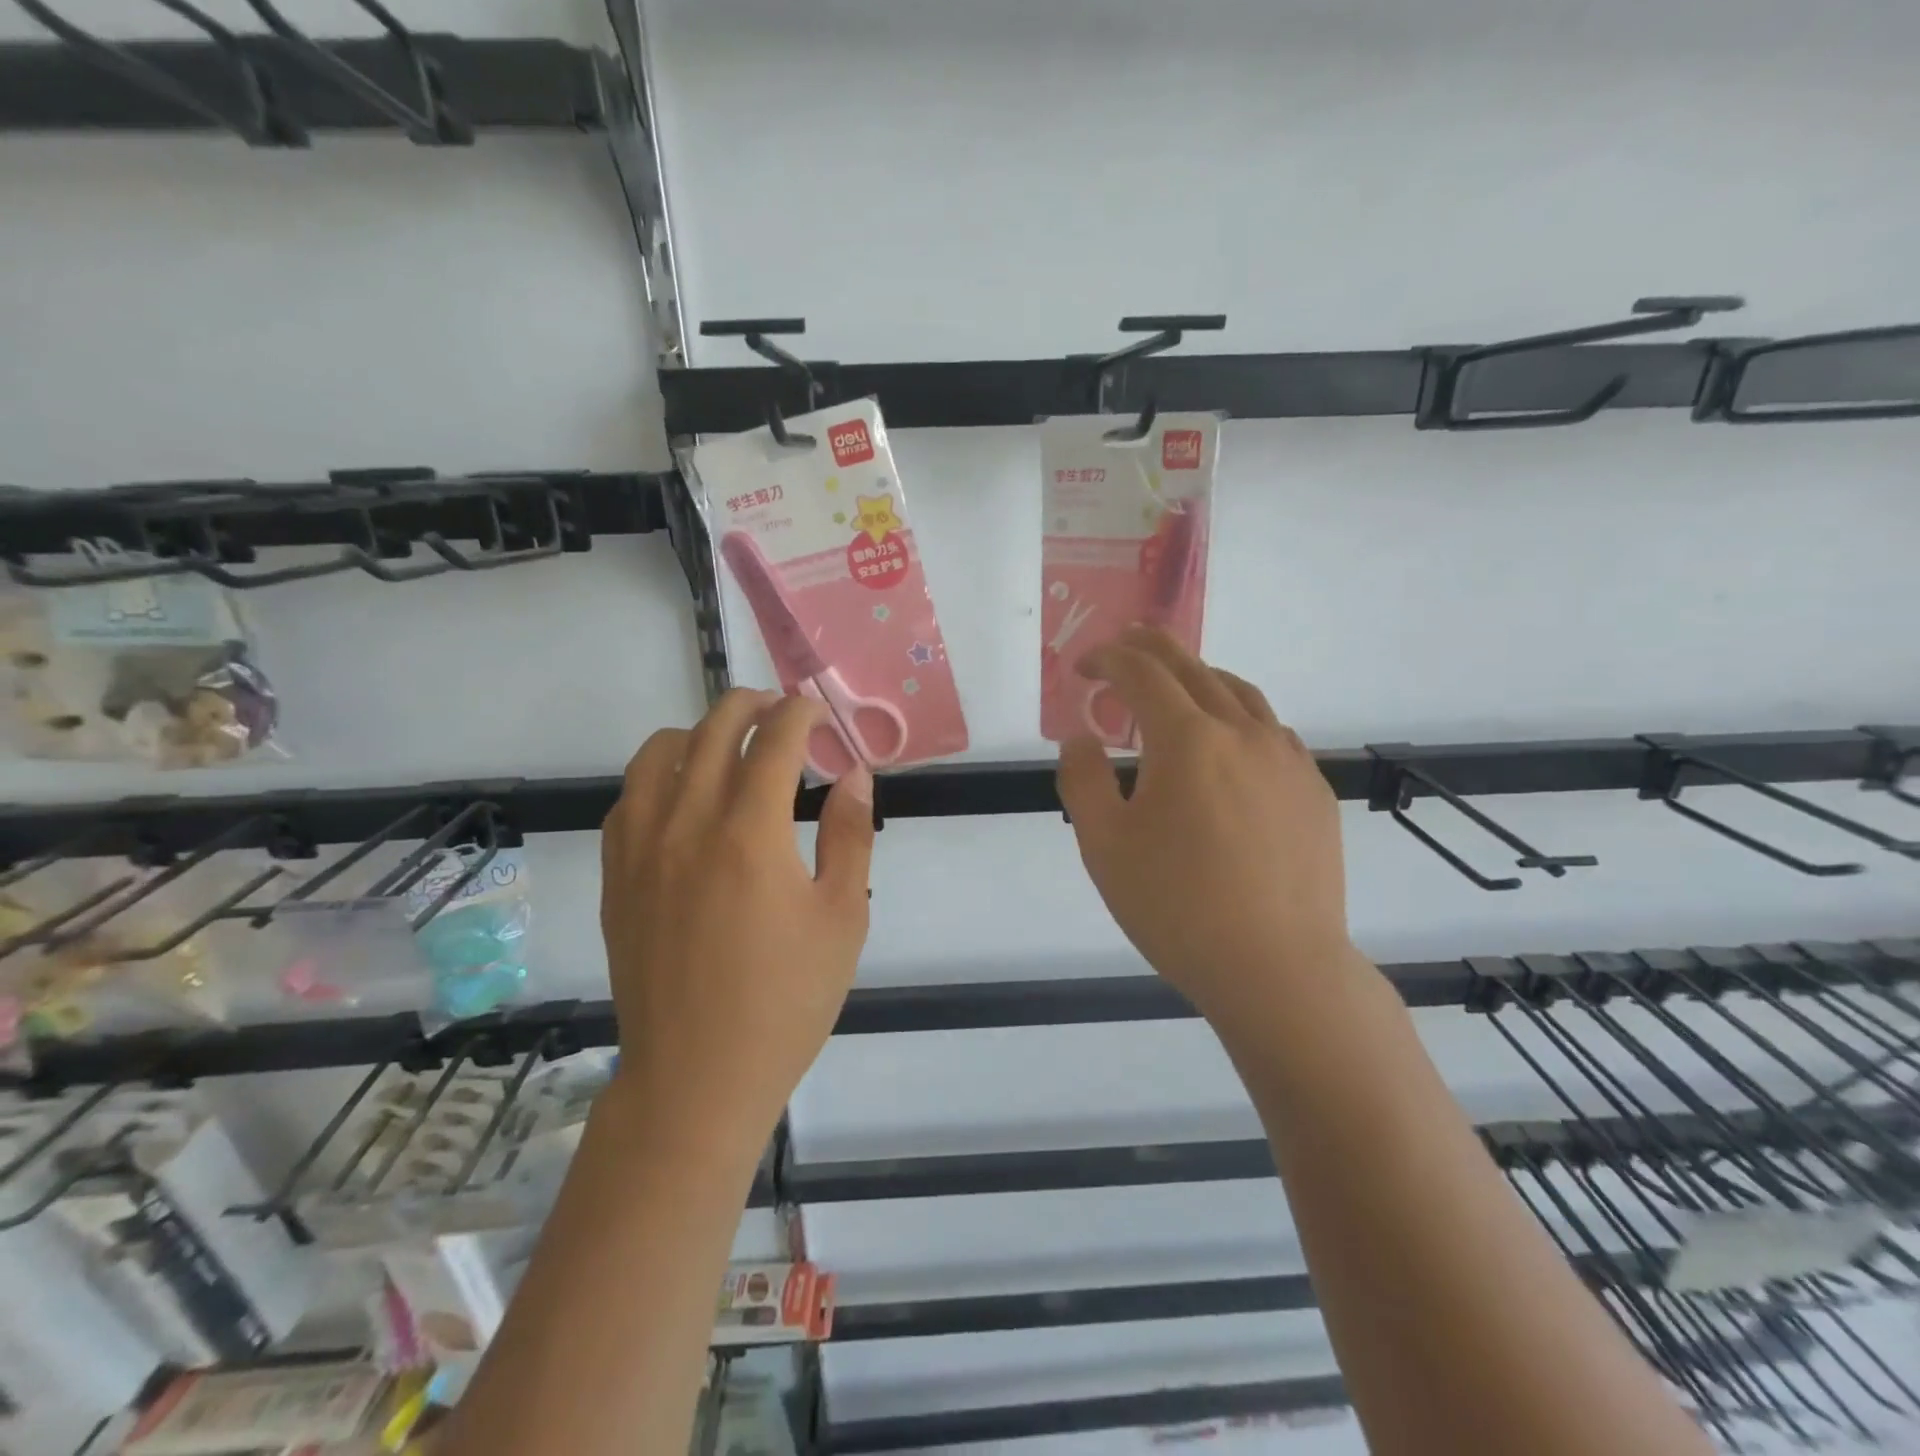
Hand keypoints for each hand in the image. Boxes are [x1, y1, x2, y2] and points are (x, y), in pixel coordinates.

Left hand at [600, 690, 874, 1151]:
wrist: (697, 1076)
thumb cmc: (786, 1000)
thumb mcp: (842, 917)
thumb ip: (850, 835)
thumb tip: (853, 774)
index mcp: (750, 834)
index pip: (773, 741)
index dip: (799, 714)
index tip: (816, 711)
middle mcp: (686, 825)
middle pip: (712, 730)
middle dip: (751, 705)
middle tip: (779, 711)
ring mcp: (641, 849)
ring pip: (658, 753)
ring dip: (699, 732)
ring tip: (729, 746)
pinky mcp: (617, 876)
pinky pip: (629, 798)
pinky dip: (660, 774)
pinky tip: (684, 796)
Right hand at [1057, 628, 1359, 1028]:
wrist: (1277, 968)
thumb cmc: (1176, 907)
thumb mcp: (1103, 845)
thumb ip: (1083, 778)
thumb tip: (1083, 737)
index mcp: (1187, 739)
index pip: (1141, 672)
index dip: (1106, 659)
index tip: (1082, 667)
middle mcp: (1242, 732)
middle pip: (1192, 667)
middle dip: (1150, 648)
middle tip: (1123, 645)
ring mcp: (1287, 758)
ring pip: (1238, 693)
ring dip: (1197, 678)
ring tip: (1173, 689)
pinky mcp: (1313, 789)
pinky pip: (1269, 730)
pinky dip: (1235, 716)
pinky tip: (1226, 748)